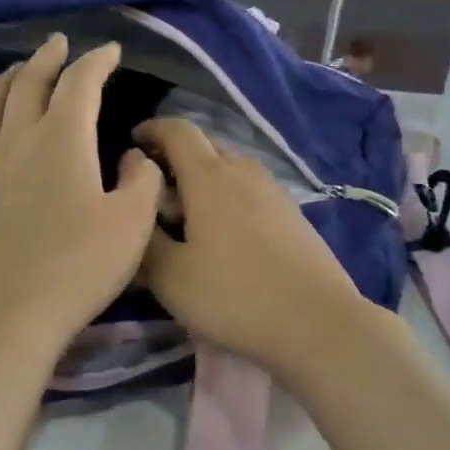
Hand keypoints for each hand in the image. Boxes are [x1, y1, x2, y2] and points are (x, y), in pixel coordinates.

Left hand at [0, 36, 162, 362]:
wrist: (3, 314)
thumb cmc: (77, 268)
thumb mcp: (133, 225)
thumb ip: (142, 181)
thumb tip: (132, 156)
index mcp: (62, 139)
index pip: (80, 83)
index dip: (97, 61)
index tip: (111, 51)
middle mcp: (18, 139)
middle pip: (29, 82)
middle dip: (48, 58)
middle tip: (61, 43)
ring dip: (10, 77)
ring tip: (20, 69)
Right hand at [134, 118, 373, 377]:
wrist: (317, 321)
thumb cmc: (234, 295)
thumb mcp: (171, 277)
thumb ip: (145, 240)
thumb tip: (135, 212)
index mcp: (210, 177)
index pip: (178, 131)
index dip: (152, 129)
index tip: (132, 142)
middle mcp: (244, 172)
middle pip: (207, 145)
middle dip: (176, 154)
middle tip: (154, 186)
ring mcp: (274, 192)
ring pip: (231, 168)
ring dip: (204, 177)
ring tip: (186, 211)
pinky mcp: (293, 215)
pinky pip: (251, 190)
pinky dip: (229, 196)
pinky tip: (224, 232)